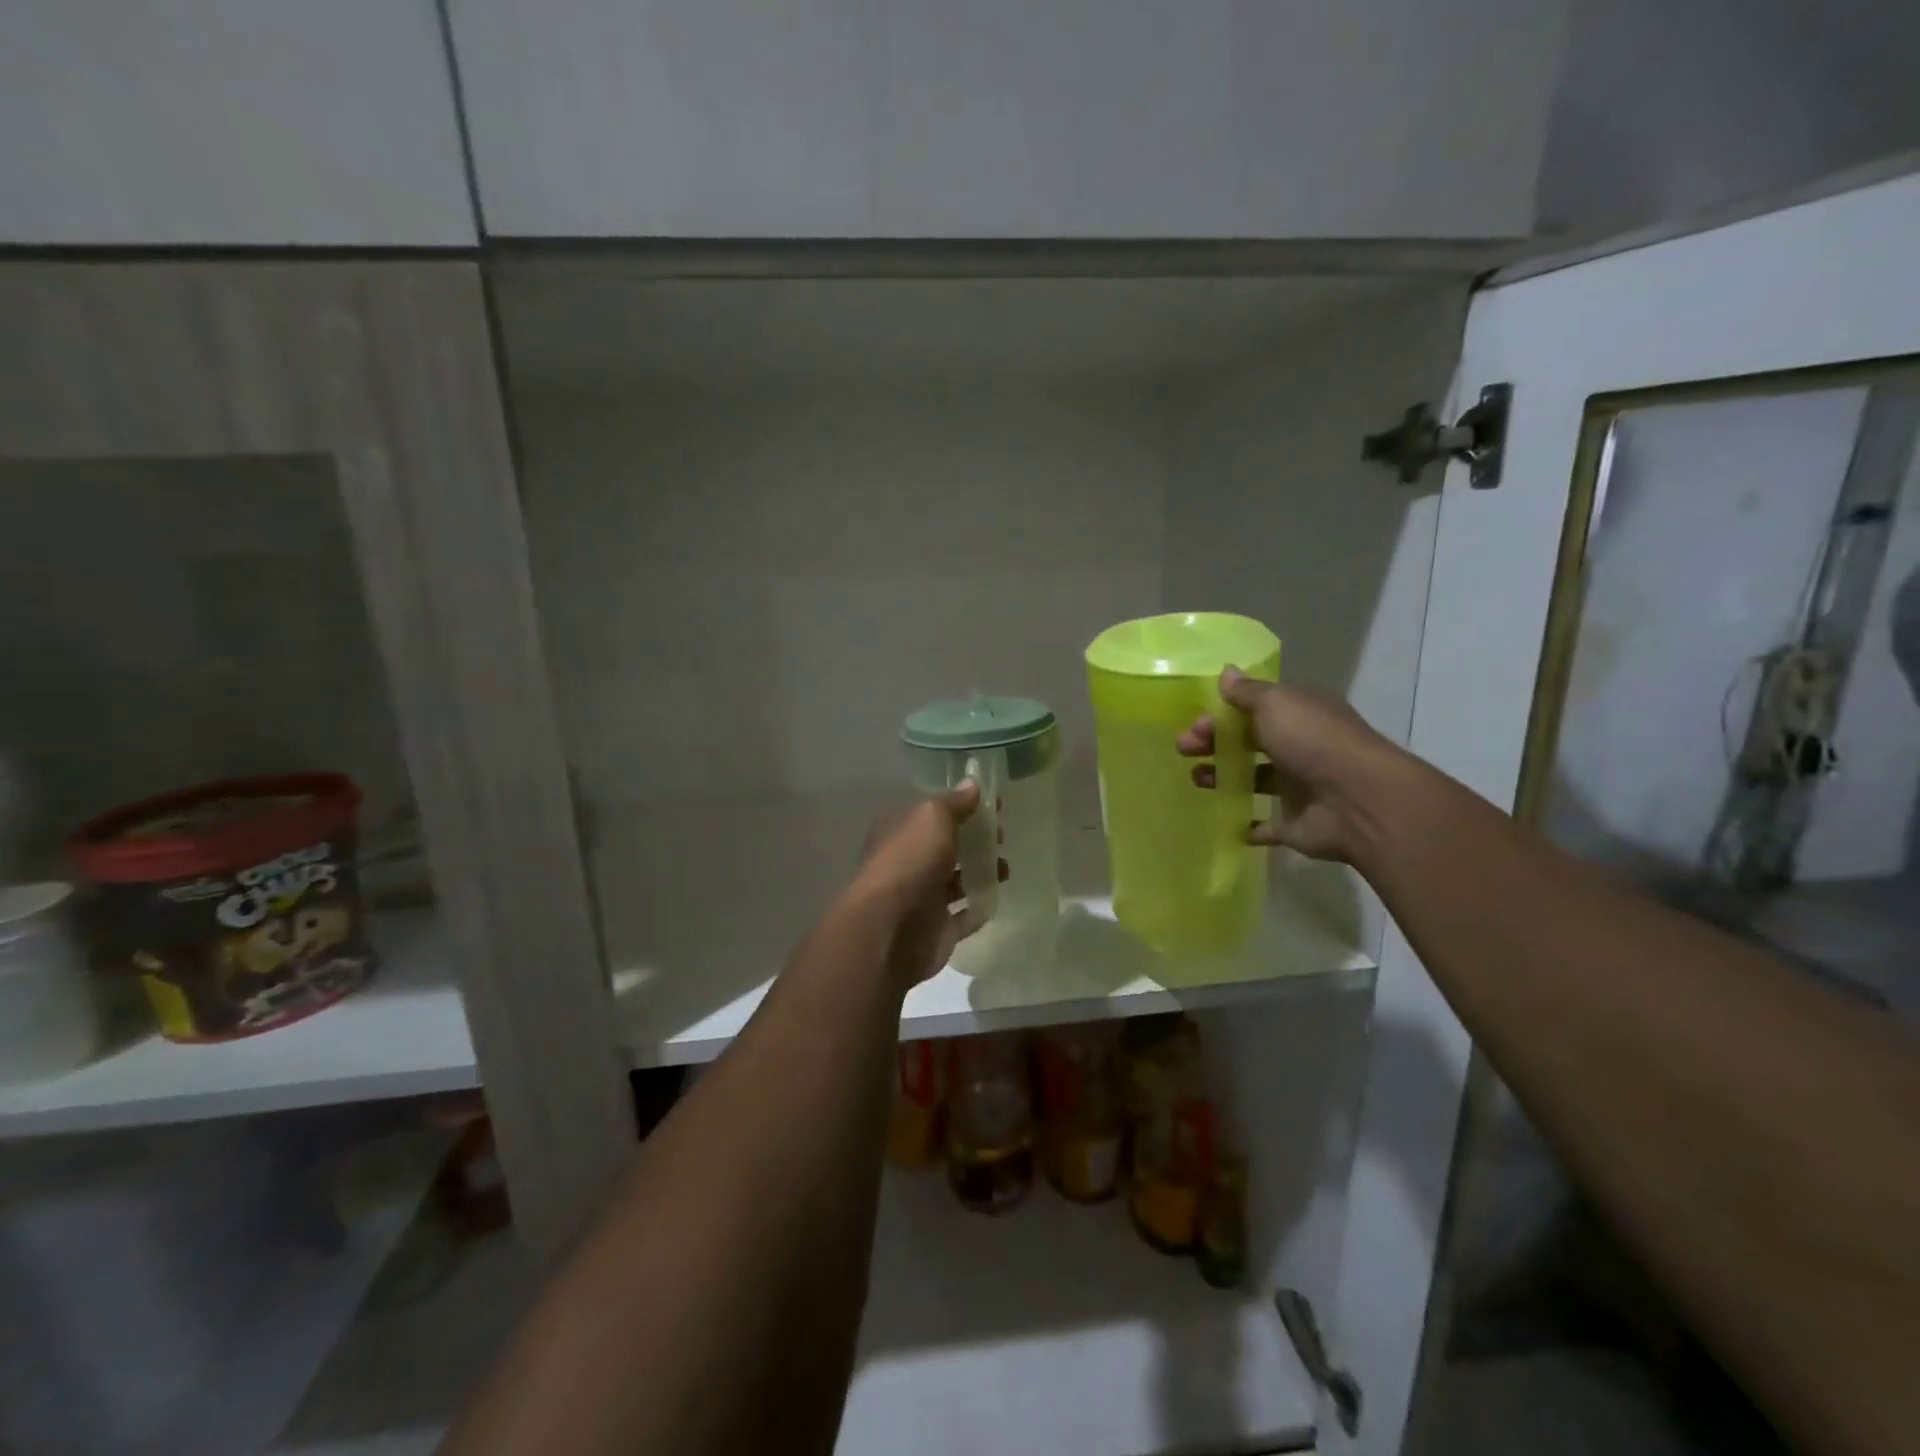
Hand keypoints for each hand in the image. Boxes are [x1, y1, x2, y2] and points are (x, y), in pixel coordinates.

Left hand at [844, 781, 998, 989]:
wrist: (889, 930)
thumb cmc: (909, 862)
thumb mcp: (932, 818)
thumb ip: (954, 803)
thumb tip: (972, 783)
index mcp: (899, 831)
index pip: (932, 813)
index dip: (961, 806)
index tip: (993, 804)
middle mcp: (906, 862)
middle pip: (944, 846)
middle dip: (974, 839)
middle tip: (1002, 836)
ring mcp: (920, 898)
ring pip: (954, 881)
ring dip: (980, 872)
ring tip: (1005, 868)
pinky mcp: (935, 930)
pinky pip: (962, 917)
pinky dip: (978, 908)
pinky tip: (997, 897)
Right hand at [1177, 669, 1403, 864]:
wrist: (1358, 801)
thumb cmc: (1313, 742)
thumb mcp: (1276, 705)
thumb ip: (1247, 692)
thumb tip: (1226, 671)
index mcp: (1299, 714)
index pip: (1253, 709)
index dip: (1221, 715)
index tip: (1194, 725)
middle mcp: (1301, 746)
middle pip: (1249, 742)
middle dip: (1214, 744)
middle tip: (1183, 750)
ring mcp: (1300, 787)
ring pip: (1255, 779)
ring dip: (1224, 777)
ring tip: (1197, 780)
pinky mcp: (1296, 824)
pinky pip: (1267, 825)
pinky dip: (1248, 825)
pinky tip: (1226, 821)